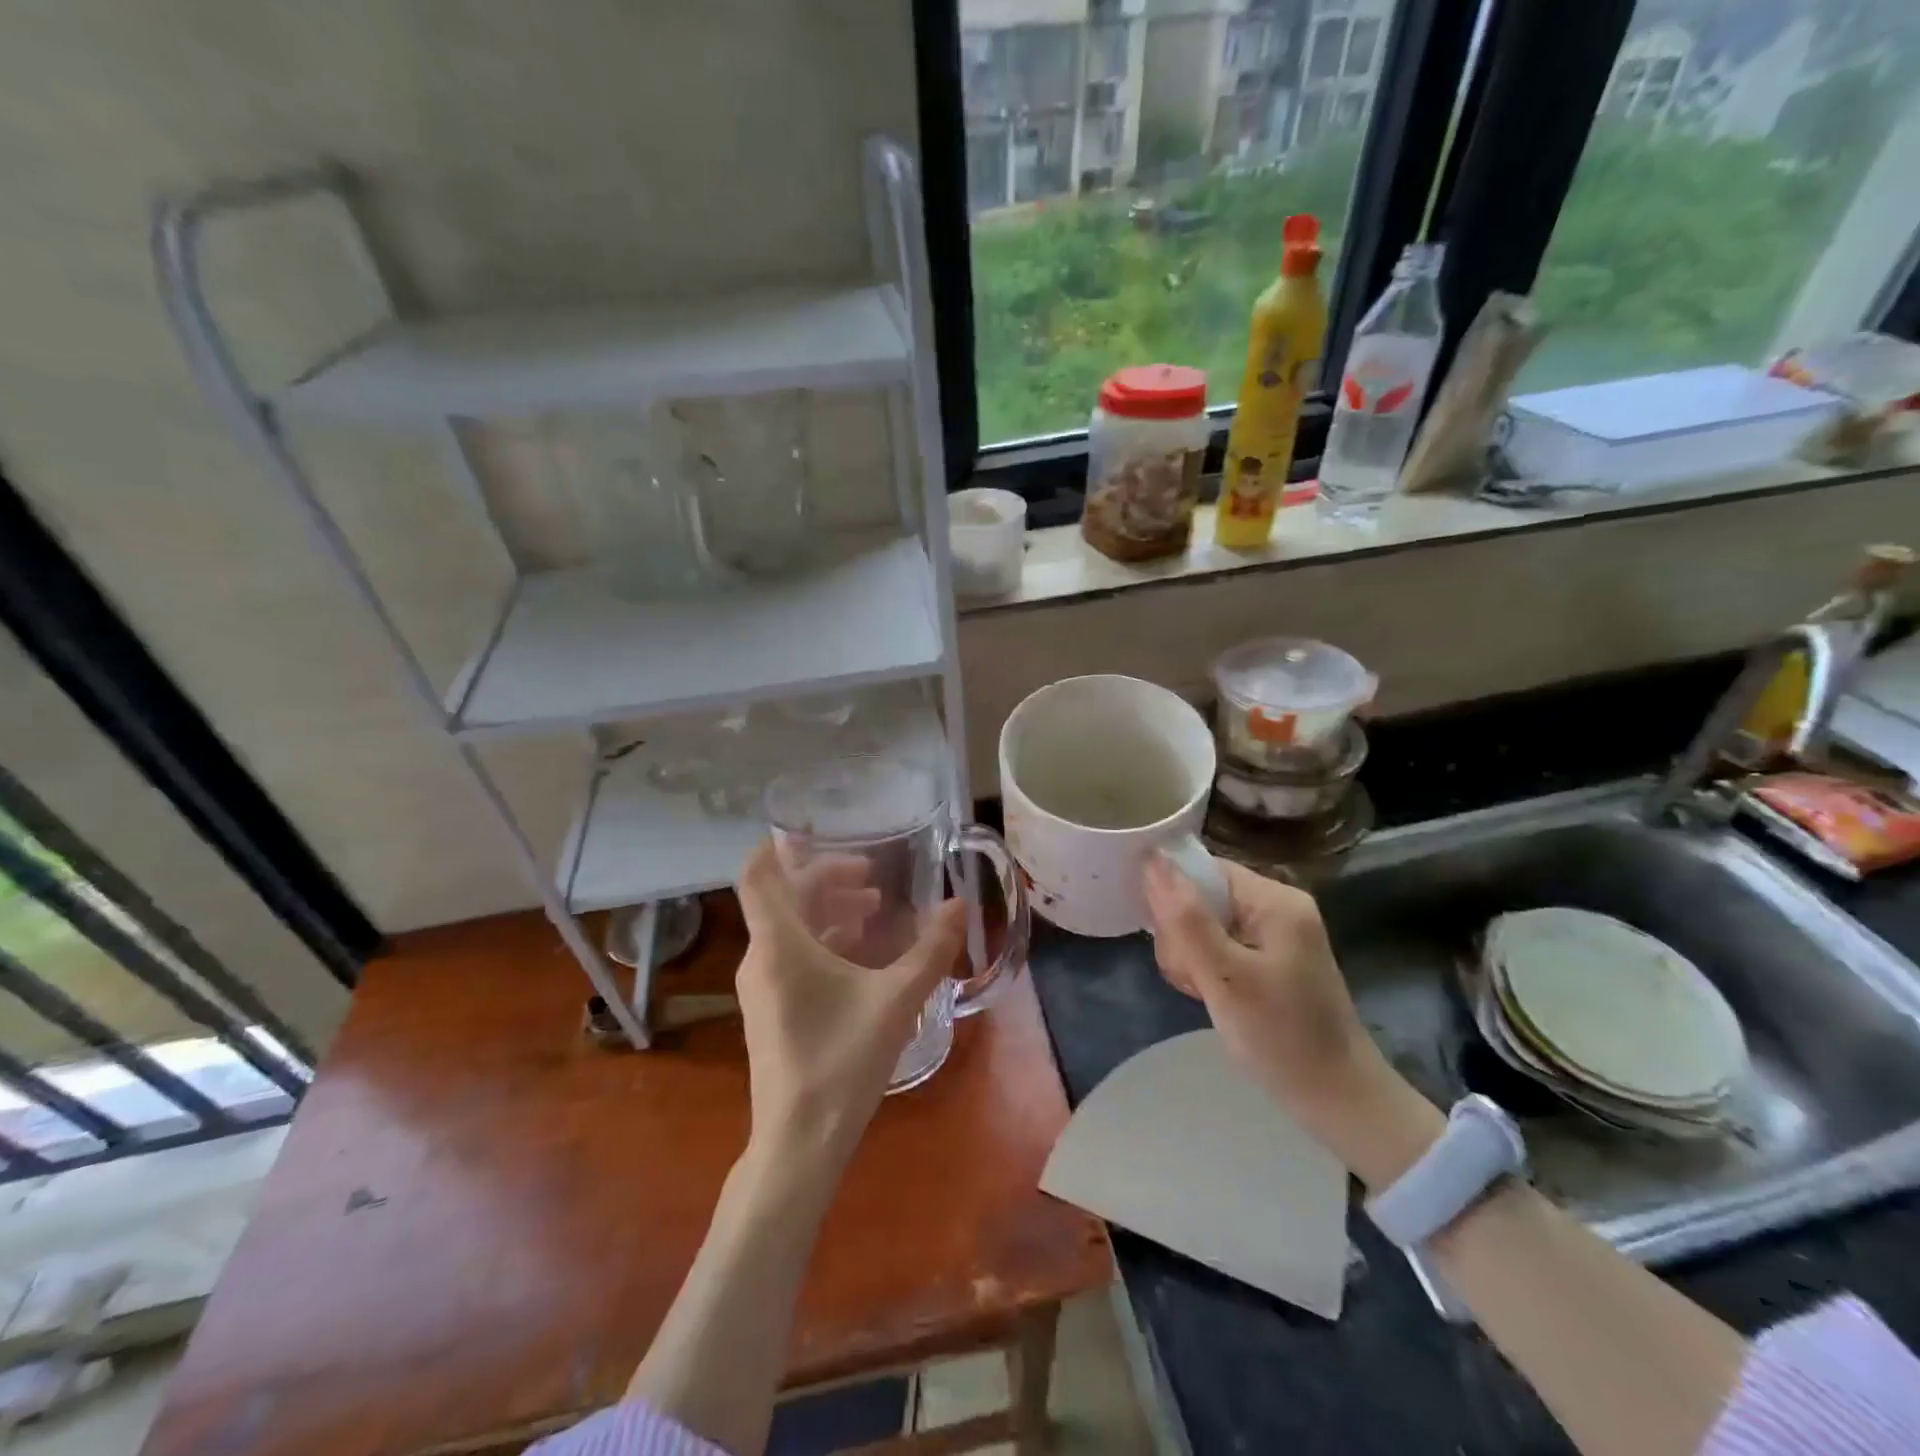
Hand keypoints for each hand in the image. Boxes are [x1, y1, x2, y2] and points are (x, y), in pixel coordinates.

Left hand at [735, 842, 967, 1174]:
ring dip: (828, 911)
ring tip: (874, 911)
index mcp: (778, 945)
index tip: (813, 832)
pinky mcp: (770, 1010)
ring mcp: (761, 987)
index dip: (778, 848)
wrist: (799, 1143)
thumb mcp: (896, 1001)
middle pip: (784, 899)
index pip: (758, 877)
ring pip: (789, 928)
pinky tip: (861, 953)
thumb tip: (959, 905)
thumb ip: (931, 950)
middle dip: (826, 880)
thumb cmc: (842, 1062)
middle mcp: (761, 958)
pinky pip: (791, 955)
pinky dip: (823, 940)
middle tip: (872, 878)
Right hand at [1142, 854, 1442, 1187]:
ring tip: (1203, 992)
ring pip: (1203, 923)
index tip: (1170, 943)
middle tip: (1193, 978)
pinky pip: (1218, 944)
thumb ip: (1185, 918)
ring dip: (1189, 956)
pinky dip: (1205, 968)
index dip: (1173, 898)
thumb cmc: (1282, 1038)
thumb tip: (1151, 858)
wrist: (1339, 1102)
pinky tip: (1209, 995)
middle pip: (1201, 896)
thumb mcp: (1225, 977)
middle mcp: (1276, 905)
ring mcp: (1274, 933)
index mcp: (1274, 899)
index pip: (1202, 870)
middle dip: (1182, 935)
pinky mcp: (1269, 959)